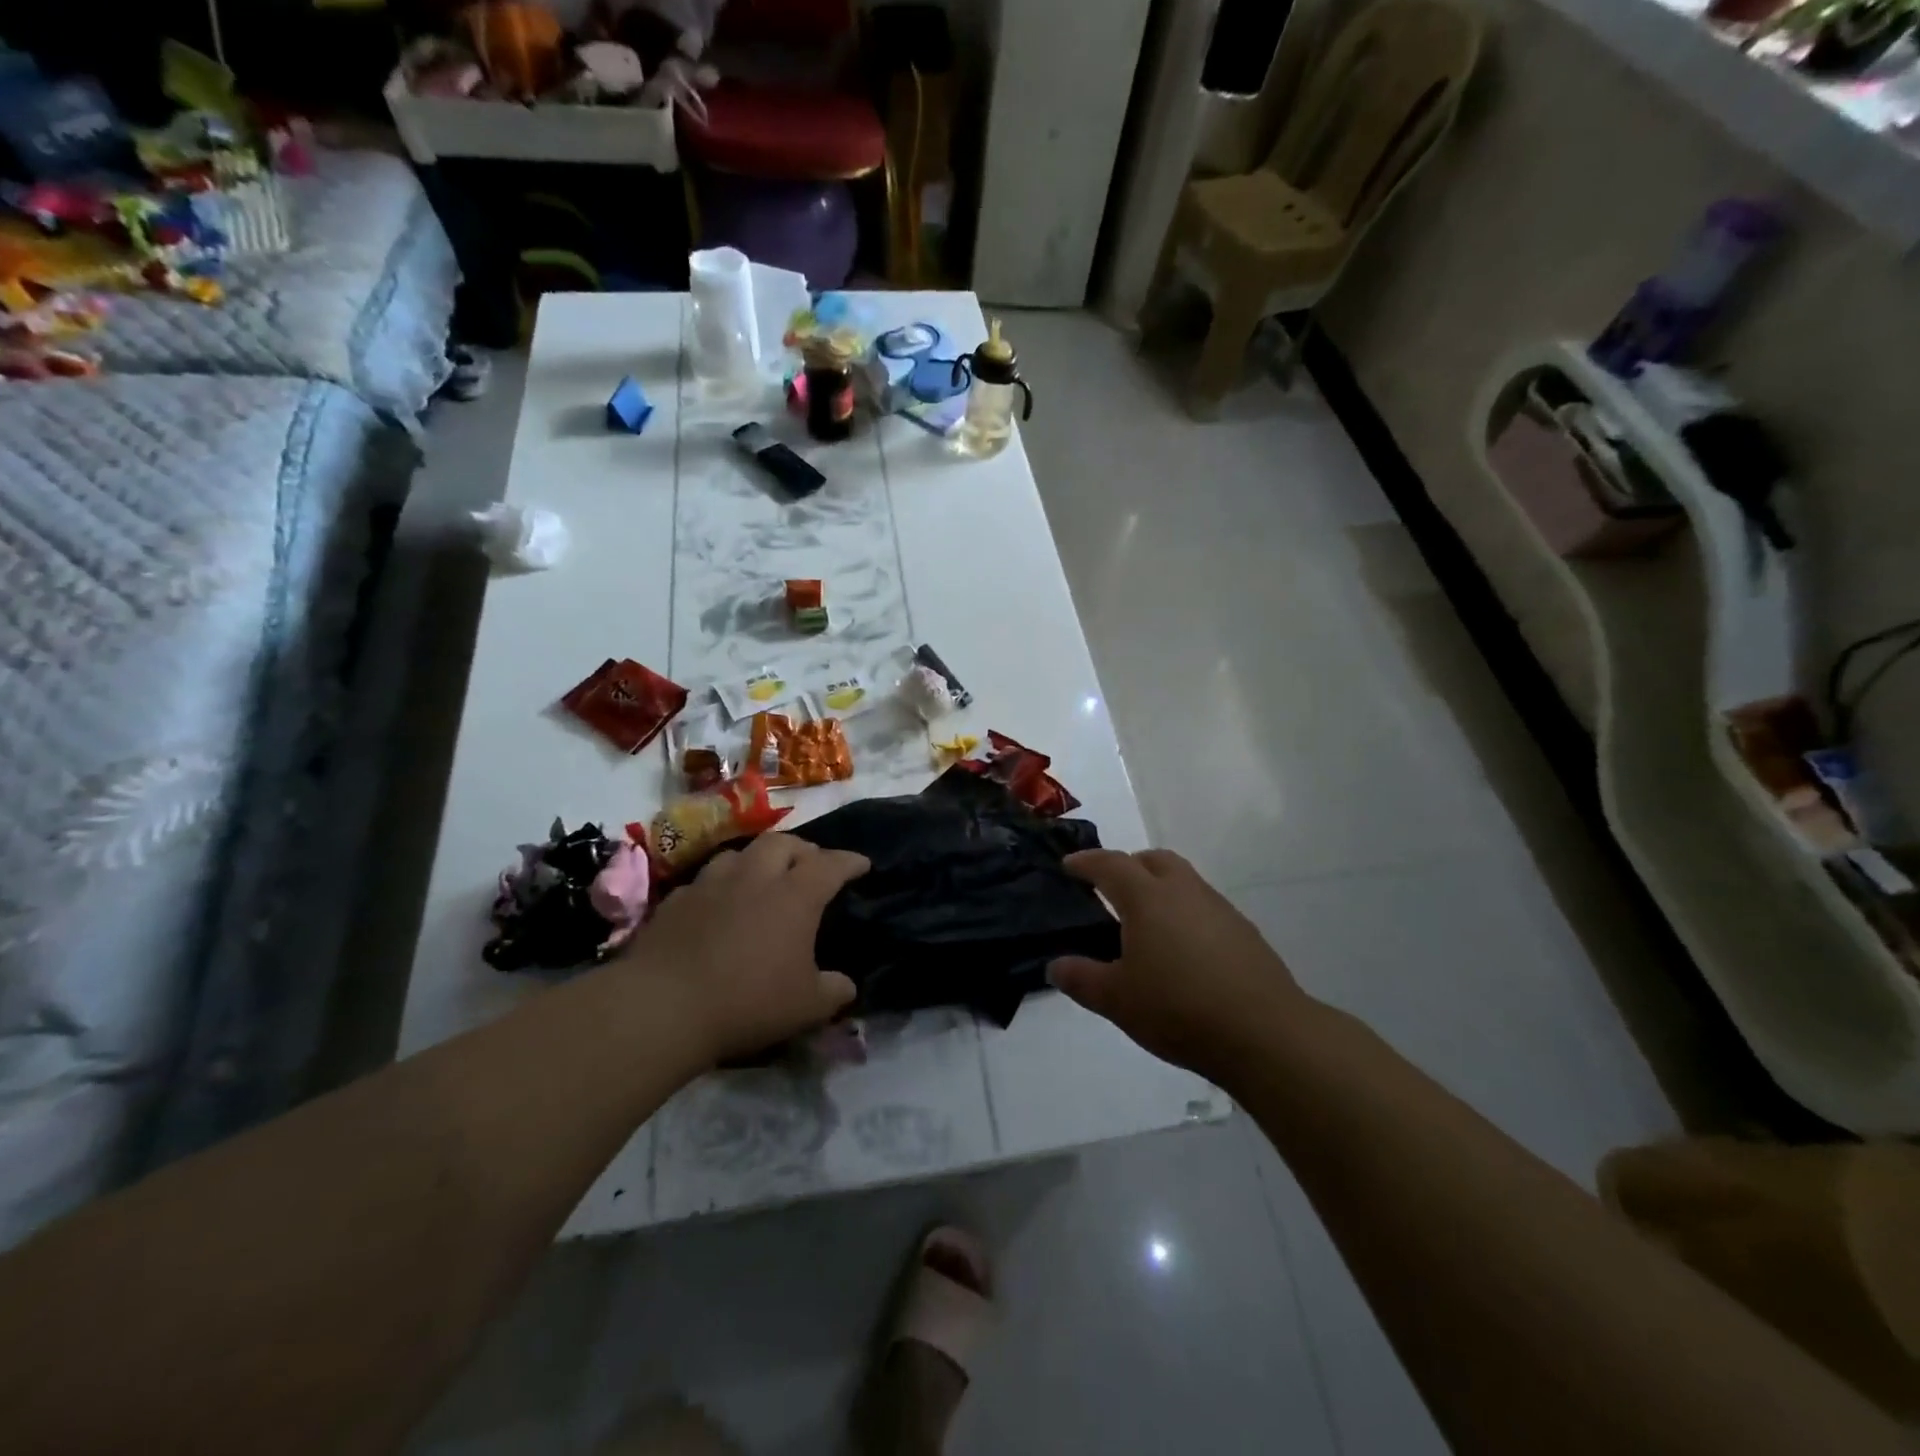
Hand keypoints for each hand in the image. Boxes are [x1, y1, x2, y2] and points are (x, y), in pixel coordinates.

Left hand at [628, 834, 867, 1063]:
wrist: (663, 1006)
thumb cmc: (747, 1002)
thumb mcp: (806, 1007)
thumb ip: (833, 992)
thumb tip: (846, 986)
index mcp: (794, 896)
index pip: (830, 865)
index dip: (849, 862)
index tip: (862, 864)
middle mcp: (755, 878)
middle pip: (783, 843)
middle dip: (803, 850)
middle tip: (810, 865)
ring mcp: (711, 884)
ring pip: (740, 853)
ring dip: (758, 860)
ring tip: (763, 877)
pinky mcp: (676, 900)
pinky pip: (705, 881)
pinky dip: (720, 886)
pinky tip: (718, 904)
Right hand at [1048, 849, 1316, 1080]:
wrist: (1265, 1033)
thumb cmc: (1178, 1008)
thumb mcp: (1117, 1000)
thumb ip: (1081, 979)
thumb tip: (1055, 966)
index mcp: (1147, 898)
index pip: (1110, 864)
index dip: (1086, 862)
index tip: (1069, 865)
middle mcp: (1184, 891)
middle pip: (1153, 860)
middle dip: (1128, 865)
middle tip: (1110, 888)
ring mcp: (1219, 909)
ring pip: (1183, 880)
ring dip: (1160, 887)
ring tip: (1145, 922)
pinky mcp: (1244, 932)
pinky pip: (1204, 907)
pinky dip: (1185, 913)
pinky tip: (1182, 950)